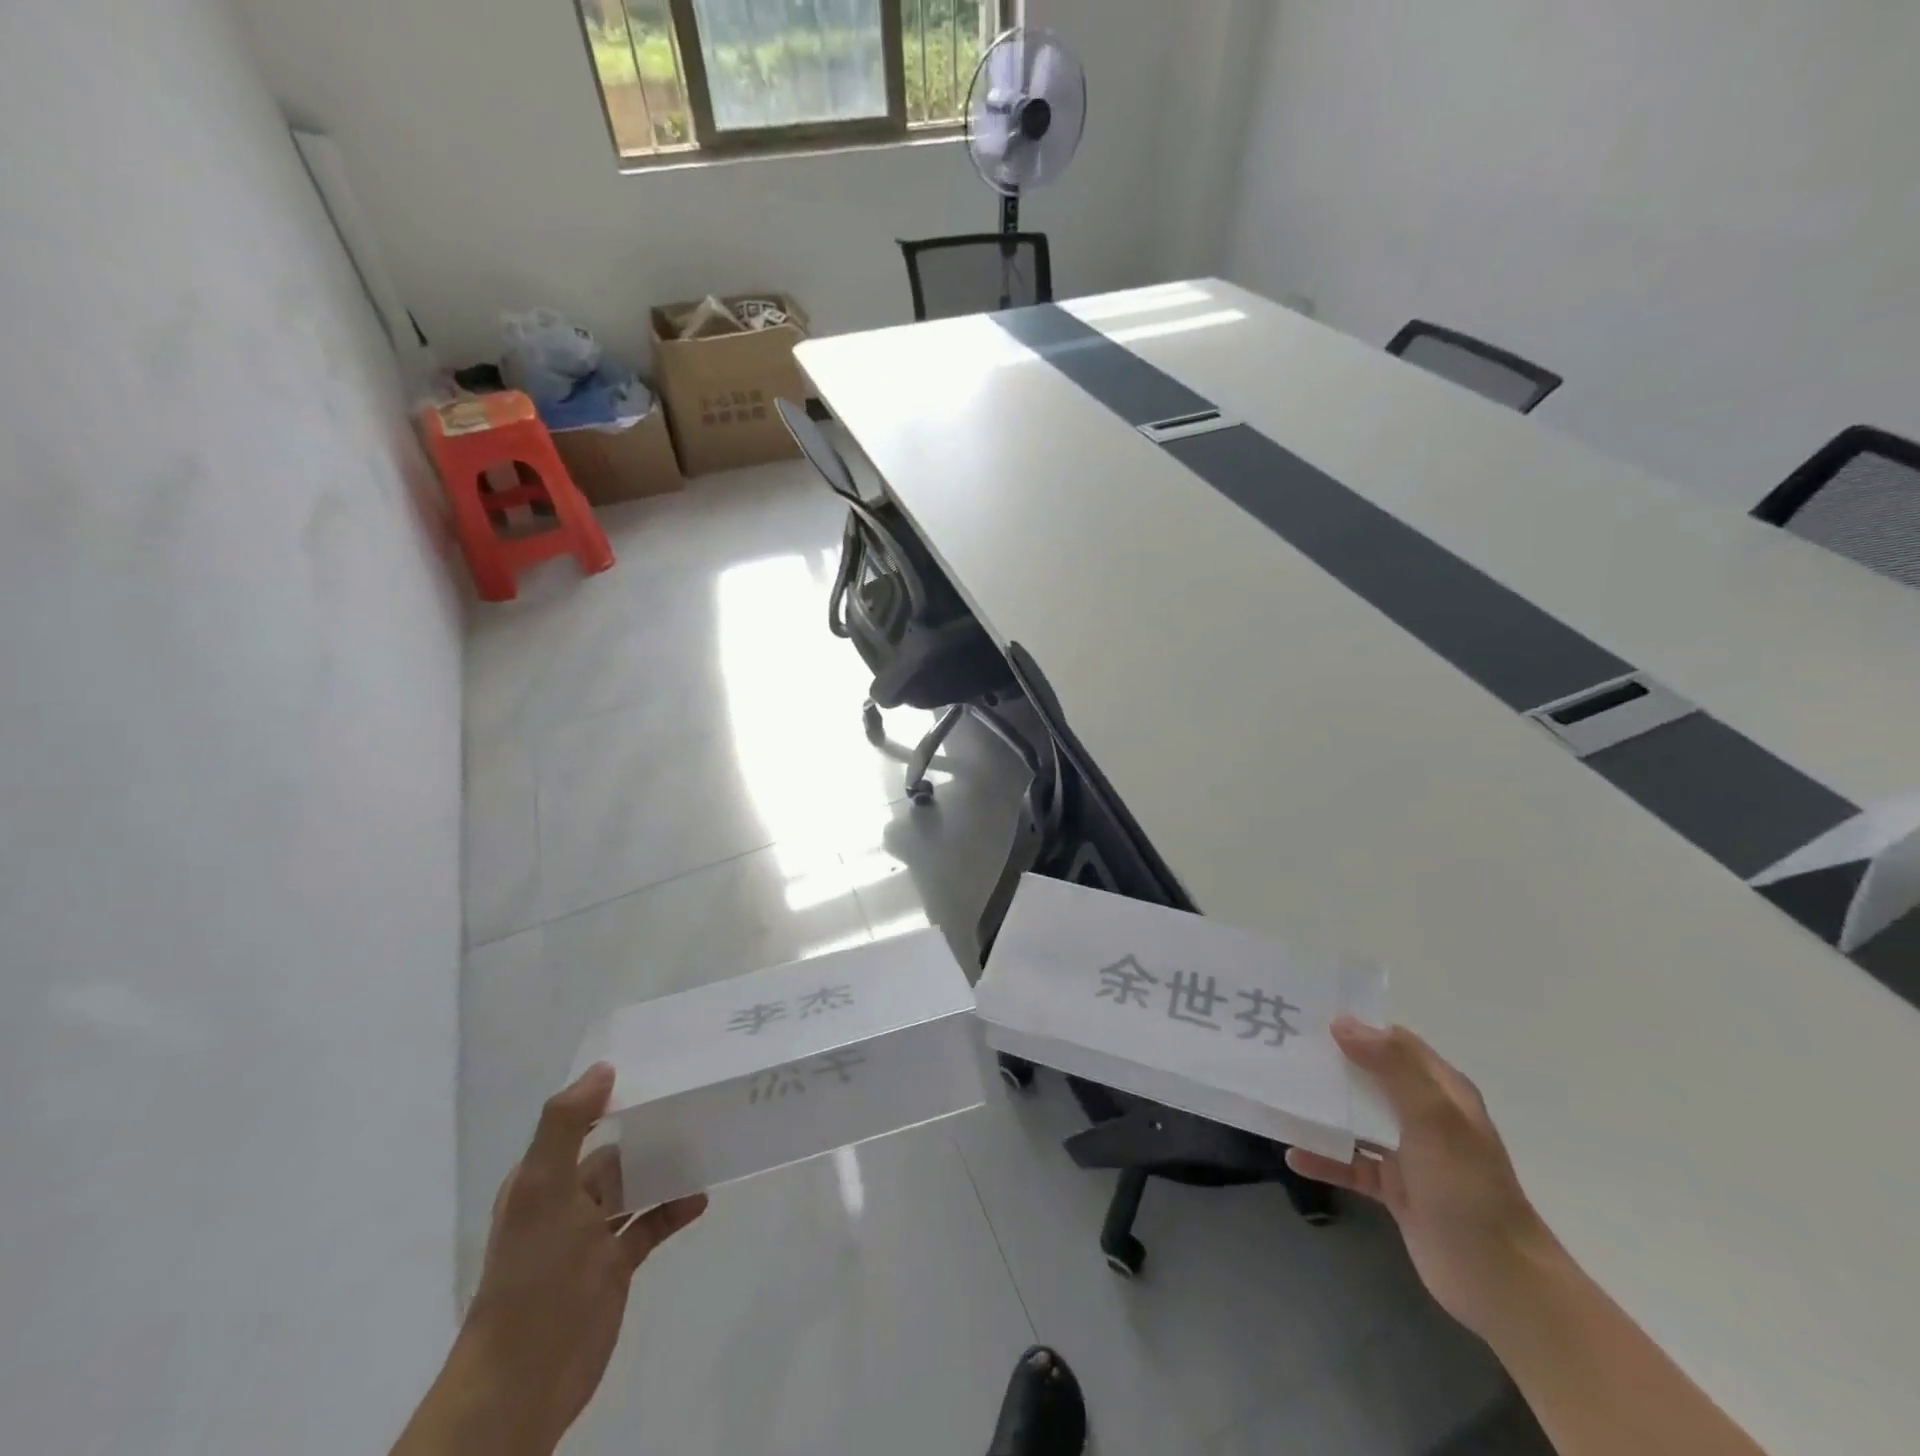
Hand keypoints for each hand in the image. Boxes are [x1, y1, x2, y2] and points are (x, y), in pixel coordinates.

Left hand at [394, 1064, 706, 1455]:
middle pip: (614, 1152)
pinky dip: (674, 1209)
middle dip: (649, 1130)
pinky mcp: (615, 1265)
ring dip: (665, 1168)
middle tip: (696, 1102)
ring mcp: (593, 1235)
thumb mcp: (543, 1189)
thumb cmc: (534, 1272)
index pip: (580, 1121)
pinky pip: (651, 1224)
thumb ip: (566, 1124)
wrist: (525, 1378)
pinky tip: (700, 1197)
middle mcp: (567, 1200)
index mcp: (543, 1177)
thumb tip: (604, 1068)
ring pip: (635, 1186)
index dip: (612, 1095)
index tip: (658, 1068)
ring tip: (707, 1143)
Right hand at [1287, 1019, 1563, 1342]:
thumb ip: (1392, 1066)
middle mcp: (1424, 1115)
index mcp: (1441, 1091)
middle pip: (1368, 1076)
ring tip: (1278, 1095)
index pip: (1393, 1042)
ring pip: (1355, 1119)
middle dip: (1329, 1063)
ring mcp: (1408, 1153)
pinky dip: (1324, 1157)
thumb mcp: (1434, 1119)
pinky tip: (1293, 1155)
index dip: (1355, 1026)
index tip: (1308, 1016)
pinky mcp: (1394, 1189)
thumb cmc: (1468, 1190)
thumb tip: (1342, 1023)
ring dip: (1322, 1109)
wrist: (1500, 1284)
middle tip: (1281, 1048)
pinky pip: (1350, 1163)